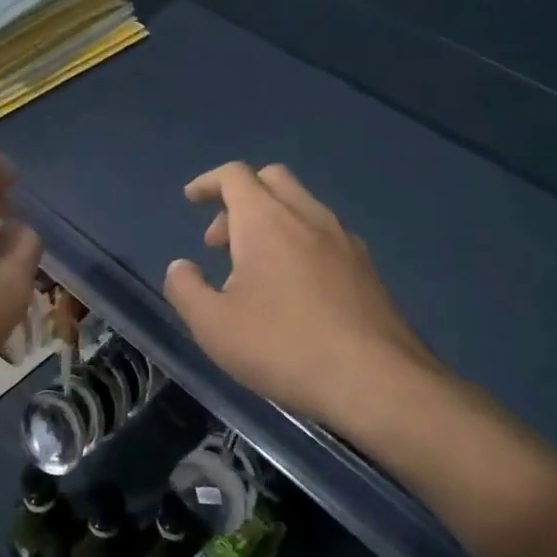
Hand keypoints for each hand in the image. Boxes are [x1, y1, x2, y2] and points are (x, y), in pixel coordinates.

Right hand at [164, 163, 443, 428]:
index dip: (208, 182)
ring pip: (302, 206)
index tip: (191, 200)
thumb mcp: (213, 326)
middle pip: (272, 179)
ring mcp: (344, 240)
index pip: (234, 175)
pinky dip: (298, 241)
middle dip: (239, 199)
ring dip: (270, 221)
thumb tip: (181, 267)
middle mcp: (308, 217)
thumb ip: (185, 289)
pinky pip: (324, 235)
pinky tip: (293, 288)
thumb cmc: (283, 347)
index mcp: (266, 220)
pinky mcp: (367, 268)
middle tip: (220, 242)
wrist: (376, 380)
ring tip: (253, 271)